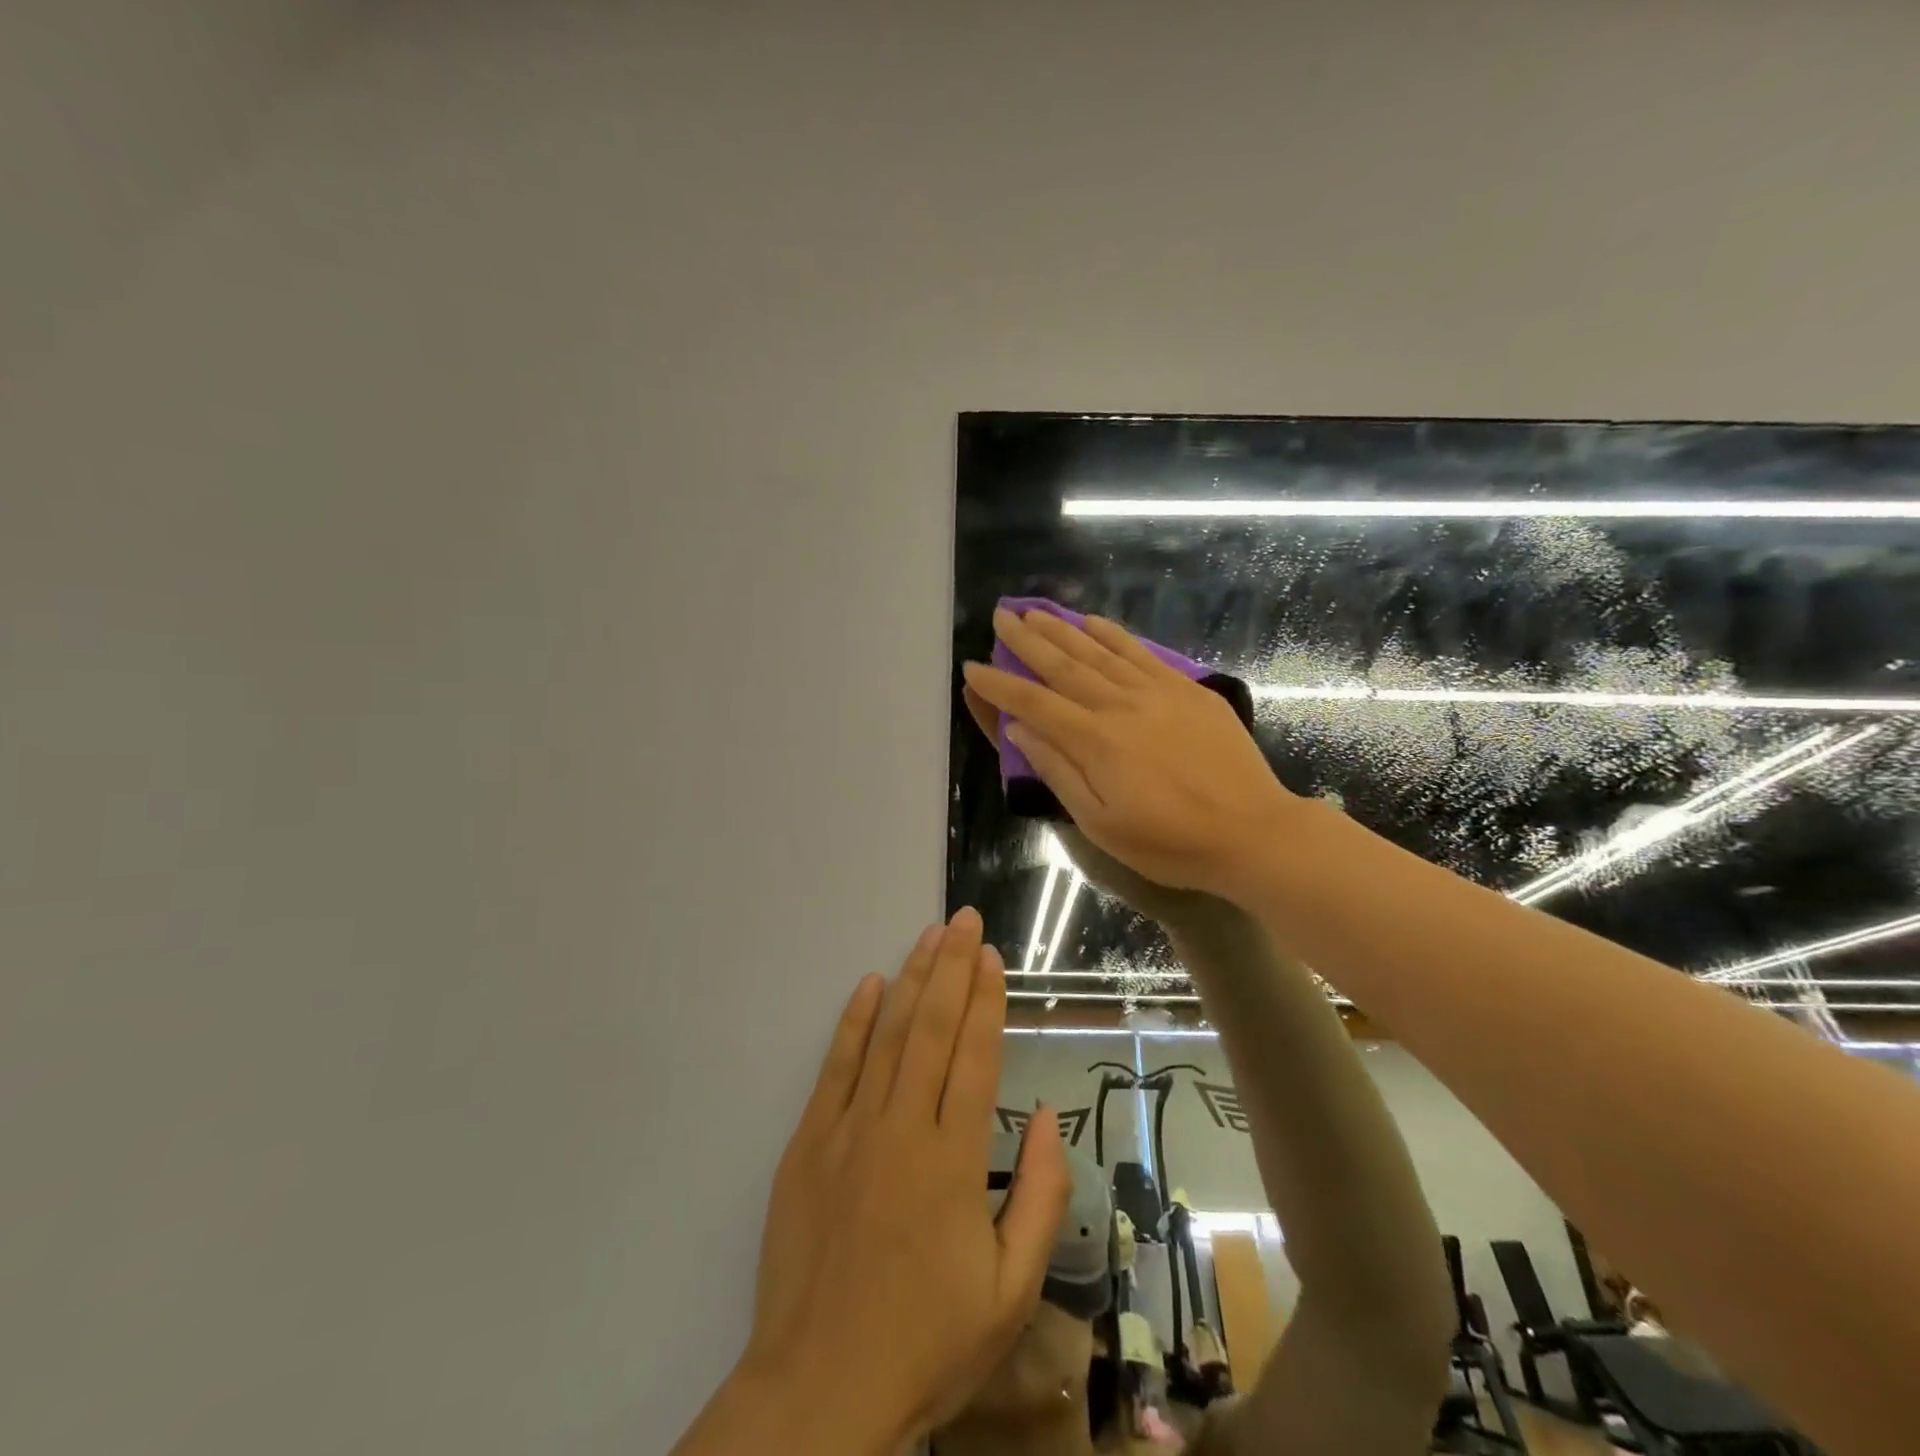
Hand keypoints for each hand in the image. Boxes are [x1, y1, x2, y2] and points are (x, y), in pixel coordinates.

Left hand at [731, 909, 1071, 1448]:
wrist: (820, 1391)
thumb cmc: (927, 1341)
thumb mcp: (1010, 1290)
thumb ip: (1038, 1197)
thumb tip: (1043, 1117)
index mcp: (954, 1161)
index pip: (975, 1056)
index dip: (987, 1000)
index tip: (992, 956)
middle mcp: (902, 1129)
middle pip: (933, 1029)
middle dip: (952, 968)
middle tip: (963, 920)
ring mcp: (849, 1131)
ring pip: (887, 1036)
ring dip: (911, 980)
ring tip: (929, 935)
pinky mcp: (809, 1143)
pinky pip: (835, 1068)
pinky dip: (854, 1022)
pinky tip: (870, 985)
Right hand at [962, 607, 1297, 899]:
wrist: (1253, 832)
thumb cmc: (1170, 842)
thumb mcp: (1101, 823)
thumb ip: (1058, 771)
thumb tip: (1021, 731)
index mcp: (1094, 741)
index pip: (1033, 704)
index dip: (999, 685)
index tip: (972, 667)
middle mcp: (1119, 705)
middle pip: (1062, 665)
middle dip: (1026, 640)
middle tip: (1000, 616)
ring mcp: (1155, 692)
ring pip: (1097, 651)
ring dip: (1061, 629)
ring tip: (1034, 611)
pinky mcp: (1185, 690)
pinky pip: (1140, 652)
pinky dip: (1112, 634)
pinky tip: (1092, 622)